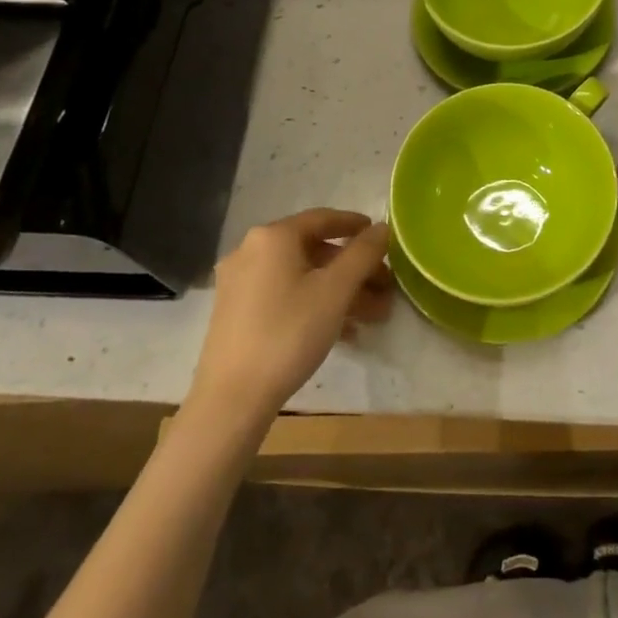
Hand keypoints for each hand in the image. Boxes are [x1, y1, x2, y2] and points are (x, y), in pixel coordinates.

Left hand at [191, 210, 391, 420]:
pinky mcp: (236, 312)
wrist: (232, 399)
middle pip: (314, 251)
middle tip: (385, 288)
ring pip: (301, 276)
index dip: (356, 225)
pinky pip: (285, 295)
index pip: (323, 218)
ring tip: (373, 316)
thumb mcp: (335, 291)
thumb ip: (363, 254)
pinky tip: (343, 331)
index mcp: (273, 237)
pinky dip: (314, 304)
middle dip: (354, 269)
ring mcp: (240, 283)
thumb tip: (381, 228)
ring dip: (340, 291)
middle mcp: (251, 251)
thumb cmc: (289, 333)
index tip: (382, 237)